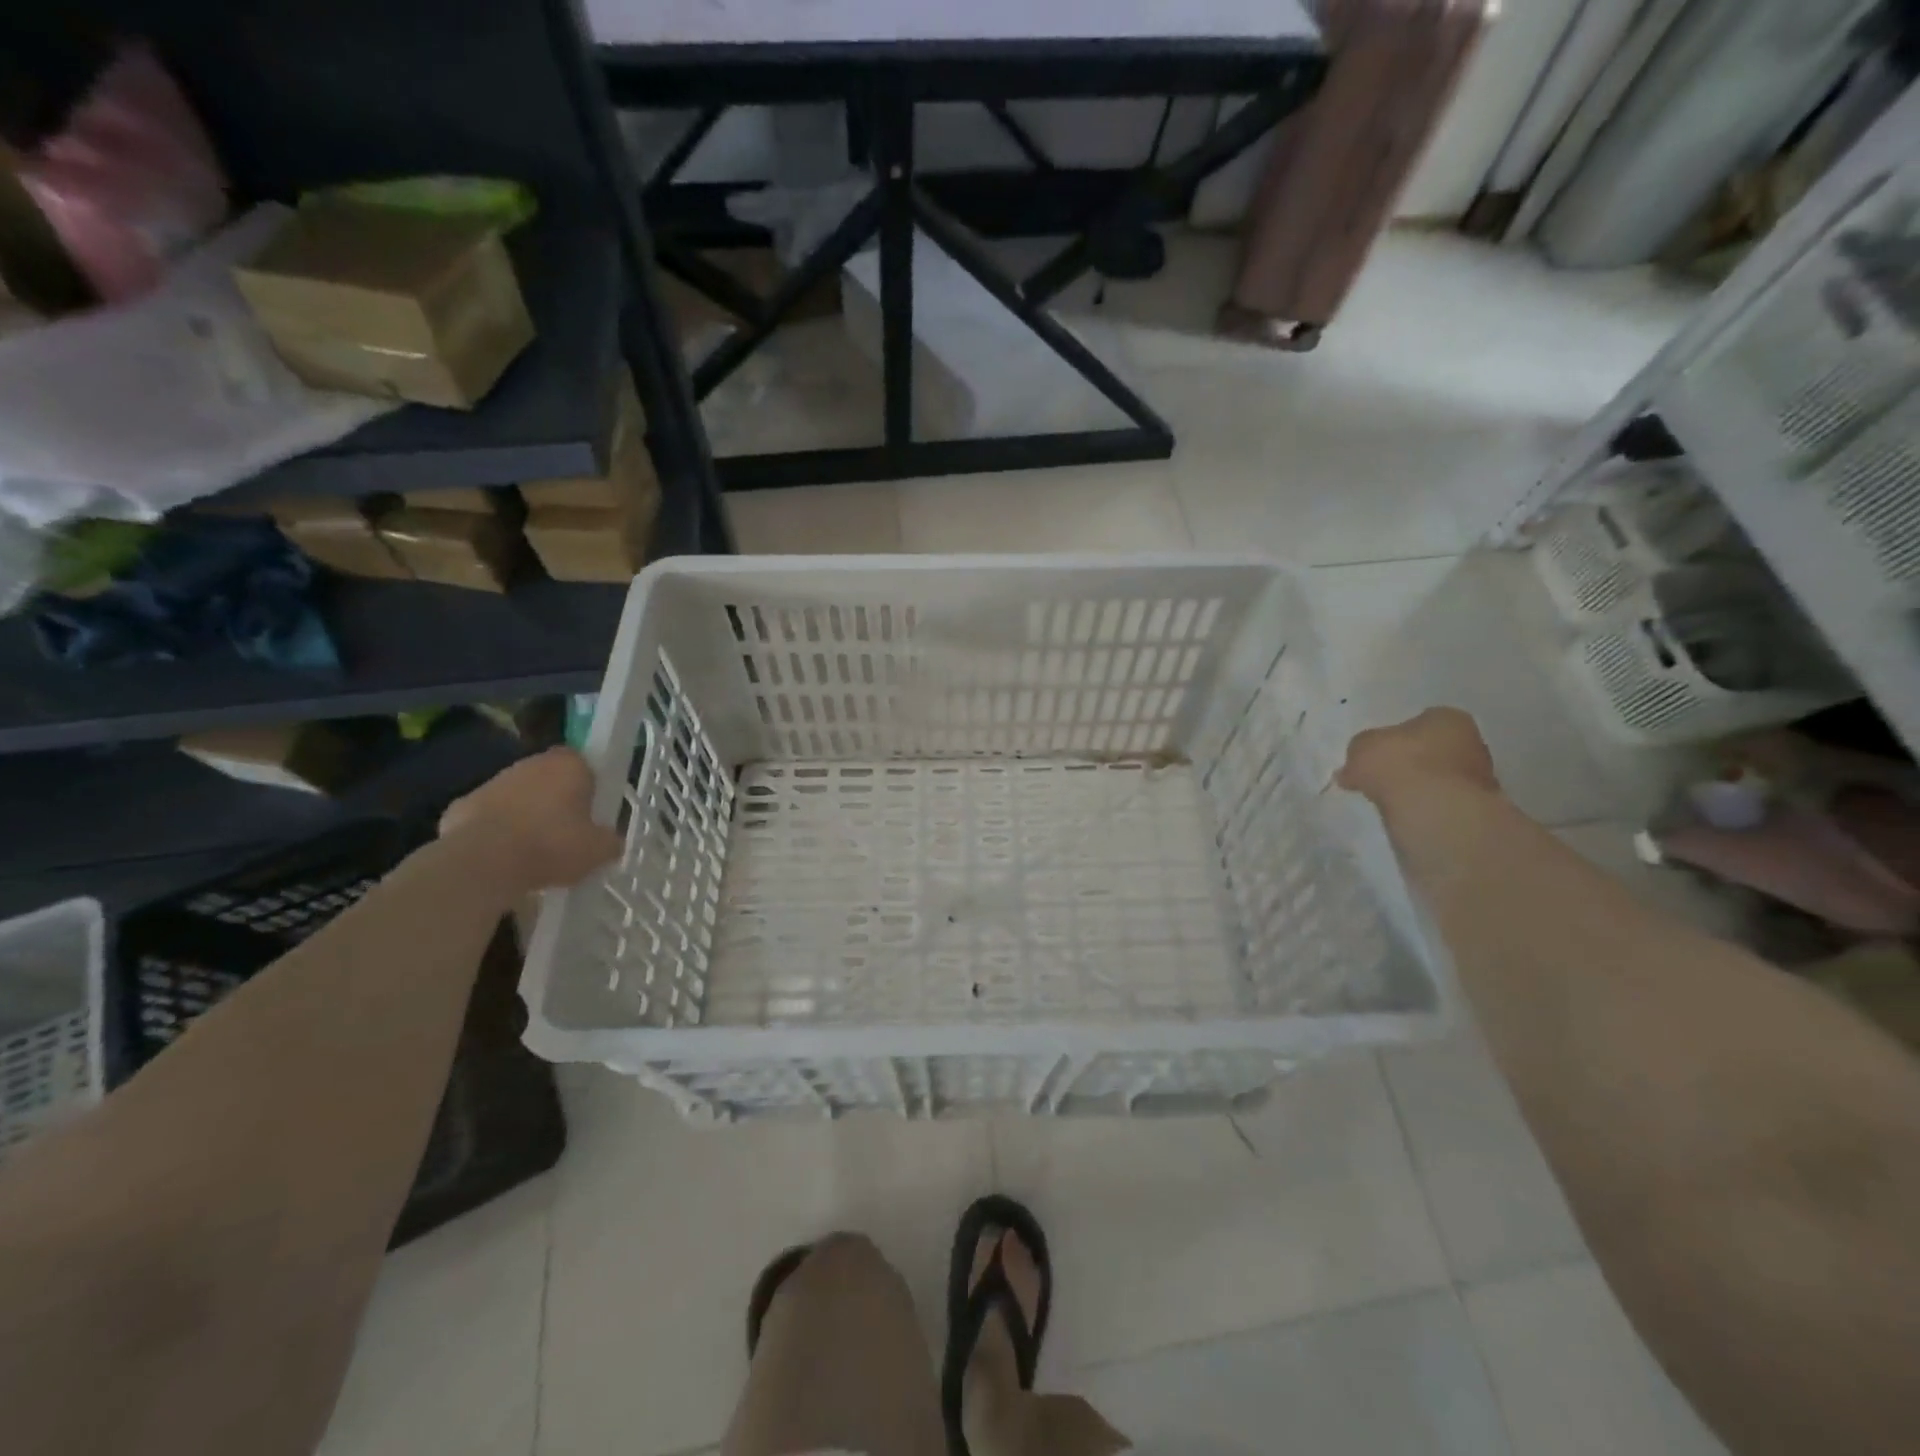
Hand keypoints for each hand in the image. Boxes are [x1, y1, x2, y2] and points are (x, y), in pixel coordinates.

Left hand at [439, 748, 622, 891]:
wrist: (483, 863)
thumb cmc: (552, 846)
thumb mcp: (599, 851)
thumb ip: (610, 841)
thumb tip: (609, 842)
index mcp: (569, 765)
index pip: (583, 762)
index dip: (588, 784)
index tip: (591, 809)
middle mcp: (530, 764)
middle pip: (548, 777)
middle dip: (556, 799)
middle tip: (566, 832)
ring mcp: (492, 783)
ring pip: (517, 795)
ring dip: (525, 814)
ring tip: (534, 851)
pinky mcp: (461, 806)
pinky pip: (487, 817)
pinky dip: (494, 832)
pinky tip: (501, 858)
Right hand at [1337, 708, 1498, 807]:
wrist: (1433, 809)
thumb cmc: (1399, 764)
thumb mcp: (1361, 747)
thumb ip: (1359, 751)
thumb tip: (1354, 767)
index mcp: (1448, 718)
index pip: (1421, 721)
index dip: (1396, 737)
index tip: (1379, 753)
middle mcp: (1472, 742)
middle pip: (1434, 749)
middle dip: (1411, 761)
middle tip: (1383, 775)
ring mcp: (1478, 777)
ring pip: (1439, 777)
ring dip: (1418, 785)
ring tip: (1390, 798)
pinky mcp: (1475, 808)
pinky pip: (1441, 801)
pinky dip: (1425, 806)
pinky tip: (1405, 812)